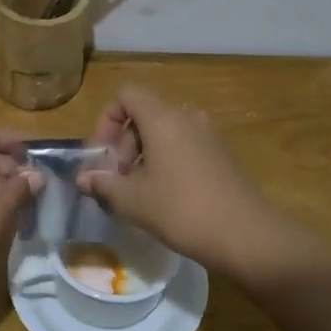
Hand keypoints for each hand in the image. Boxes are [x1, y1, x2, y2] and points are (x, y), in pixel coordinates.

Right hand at [78, 86, 307, 284]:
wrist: (246, 236)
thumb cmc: (180, 209)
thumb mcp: (132, 200)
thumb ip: (103, 183)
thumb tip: (83, 178)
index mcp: (163, 118)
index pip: (126, 94)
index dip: (107, 119)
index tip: (103, 155)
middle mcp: (187, 117)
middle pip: (144, 115)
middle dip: (123, 145)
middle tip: (118, 181)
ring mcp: (209, 135)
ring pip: (164, 133)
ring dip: (144, 156)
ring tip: (138, 193)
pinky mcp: (222, 156)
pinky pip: (184, 147)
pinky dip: (167, 163)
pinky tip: (165, 198)